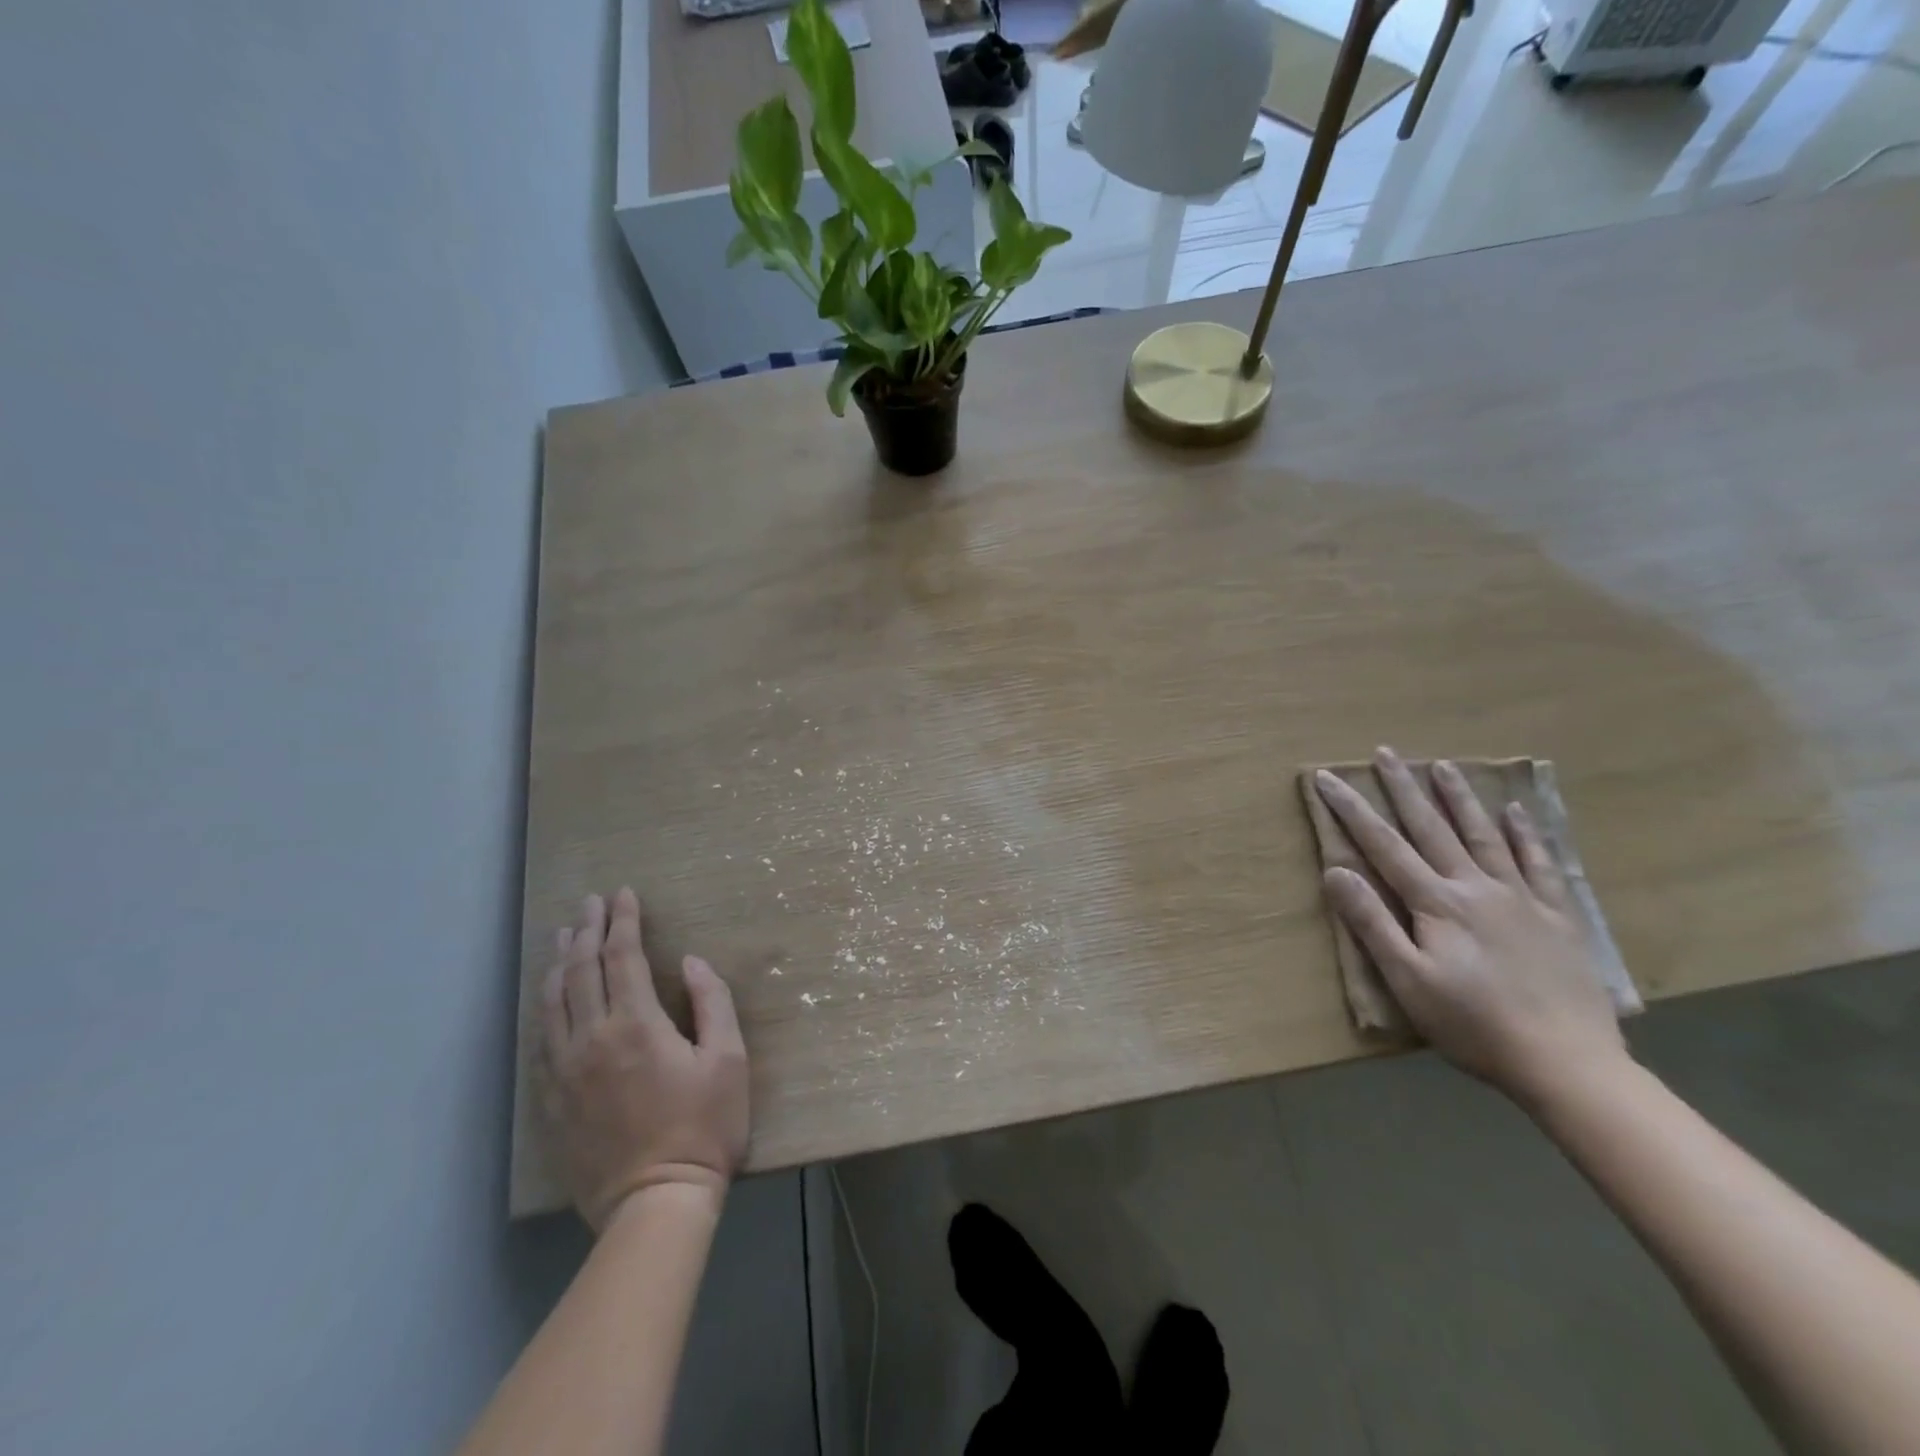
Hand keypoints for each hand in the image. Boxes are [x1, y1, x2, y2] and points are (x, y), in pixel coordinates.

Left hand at [541, 889, 748, 1231]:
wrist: (654, 1204)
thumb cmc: (704, 1127)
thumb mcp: (729, 1060)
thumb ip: (713, 1002)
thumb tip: (691, 962)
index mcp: (637, 1025)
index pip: (624, 956)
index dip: (624, 921)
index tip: (625, 894)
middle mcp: (592, 1039)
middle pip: (582, 970)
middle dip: (588, 930)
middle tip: (592, 902)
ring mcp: (565, 1071)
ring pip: (553, 1001)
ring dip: (560, 962)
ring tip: (564, 935)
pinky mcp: (552, 1100)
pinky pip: (541, 1039)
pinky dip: (545, 1005)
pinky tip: (550, 995)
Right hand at [1312, 748, 1628, 1107]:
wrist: (1568, 1064)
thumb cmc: (1473, 1025)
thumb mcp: (1408, 980)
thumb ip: (1372, 923)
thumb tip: (1336, 871)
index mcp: (1437, 903)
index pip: (1383, 845)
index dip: (1352, 809)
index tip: (1328, 777)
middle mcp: (1476, 887)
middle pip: (1432, 828)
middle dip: (1404, 788)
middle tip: (1386, 752)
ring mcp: (1521, 899)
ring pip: (1484, 836)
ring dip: (1459, 799)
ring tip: (1442, 765)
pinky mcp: (1557, 917)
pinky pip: (1541, 864)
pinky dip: (1527, 835)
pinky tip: (1517, 811)